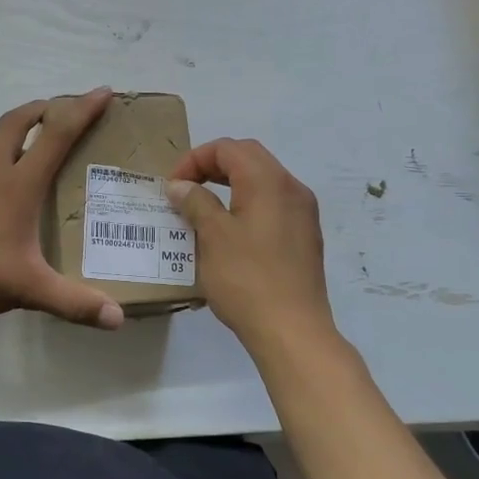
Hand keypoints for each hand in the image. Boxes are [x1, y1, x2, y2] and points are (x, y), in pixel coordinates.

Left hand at [0, 90, 124, 329]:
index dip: (82, 110)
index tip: (103, 91)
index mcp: (17, 184)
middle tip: (63, 110)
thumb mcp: (28, 289)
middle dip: (43, 108)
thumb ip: (74, 302)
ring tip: (30, 144)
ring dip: (13, 130)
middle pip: (16, 121)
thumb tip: (118, 320)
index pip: (56, 134)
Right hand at [166, 139, 334, 352]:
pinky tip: (230, 231)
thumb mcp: (212, 237)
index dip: (195, 159)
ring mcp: (303, 213)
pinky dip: (247, 204)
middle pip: (248, 158)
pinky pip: (273, 204)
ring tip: (203, 208)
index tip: (172, 186)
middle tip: (186, 189)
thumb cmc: (247, 279)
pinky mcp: (305, 236)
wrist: (292, 330)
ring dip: (230, 185)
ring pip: (263, 181)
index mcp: (268, 180)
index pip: (228, 148)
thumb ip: (195, 202)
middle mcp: (291, 188)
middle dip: (213, 166)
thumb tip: (180, 185)